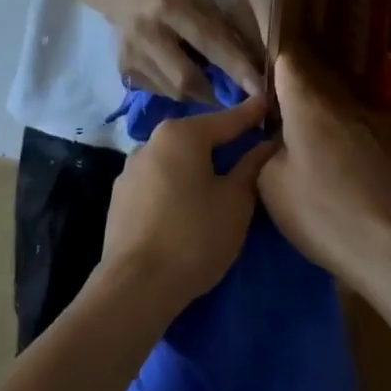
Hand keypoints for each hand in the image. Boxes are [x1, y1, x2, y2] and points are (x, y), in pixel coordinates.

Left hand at [98, 97, 278, 315]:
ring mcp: (130, 169)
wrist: (135, 286)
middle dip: (223, 140)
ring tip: (219, 179)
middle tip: (250, 147)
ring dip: (197, 164)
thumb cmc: (194, 237)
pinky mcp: (120, 196)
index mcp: (181, 135)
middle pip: (197, 136)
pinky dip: (177, 183)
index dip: (252, 114)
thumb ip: (251, 168)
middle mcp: (151, 141)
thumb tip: (265, 144)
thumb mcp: (235, 203)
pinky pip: (158, 179)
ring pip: (175, 158)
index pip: (227, 119)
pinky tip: (187, 203)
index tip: (269, 104)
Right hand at [108, 0, 264, 102]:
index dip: (236, 68)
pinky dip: (176, 90)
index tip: (260, 89)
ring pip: (173, 91)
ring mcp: (133, 55)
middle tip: (233, 97)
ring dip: (197, 93)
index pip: (210, 43)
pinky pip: (159, 92)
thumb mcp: (199, 0)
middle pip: (186, 80)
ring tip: (207, 83)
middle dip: (215, 93)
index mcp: (172, 7)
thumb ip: (222, 31)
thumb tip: (252, 65)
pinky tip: (179, 75)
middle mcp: (149, 33)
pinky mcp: (124, 71)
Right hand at [259, 49, 390, 283]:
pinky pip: (345, 146)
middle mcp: (340, 111)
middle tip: (262, 130)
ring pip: (327, 122)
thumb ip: (264, 152)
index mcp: (308, 107)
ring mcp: (367, 135)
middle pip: (307, 95)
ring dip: (308, 135)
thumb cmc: (321, 211)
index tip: (252, 76)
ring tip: (290, 162)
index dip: (269, 64)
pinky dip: (329, 156)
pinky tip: (322, 185)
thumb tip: (273, 143)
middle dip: (285, 107)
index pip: (287, 65)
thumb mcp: (270, 184)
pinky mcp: (383, 161)